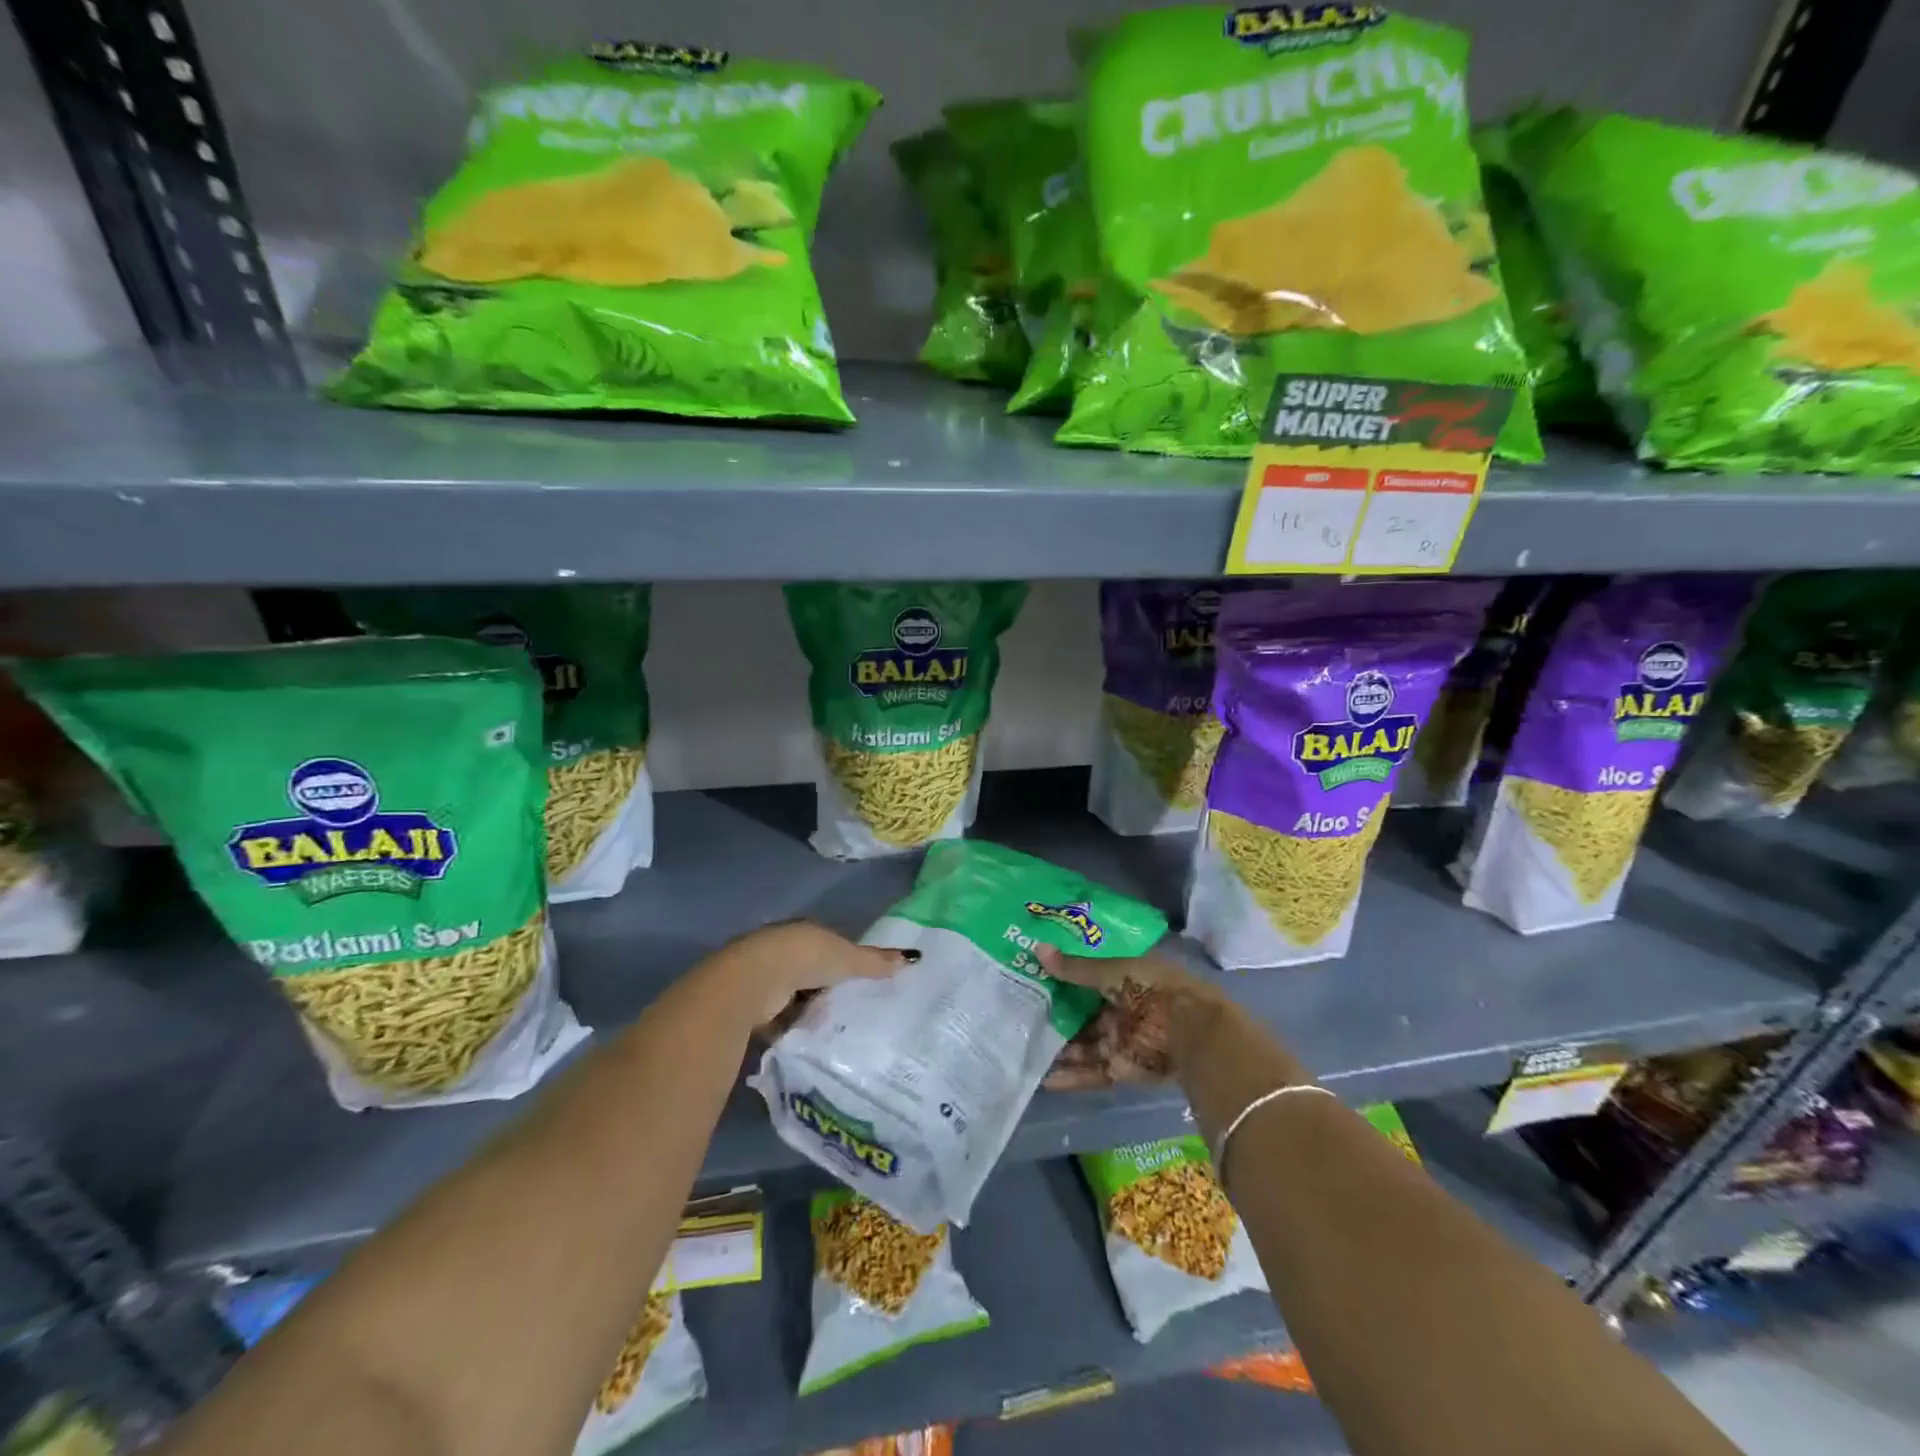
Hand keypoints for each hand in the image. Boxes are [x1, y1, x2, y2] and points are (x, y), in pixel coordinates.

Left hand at [713, 919, 918, 1023]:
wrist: (753, 981)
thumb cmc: (805, 959)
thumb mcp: (848, 958)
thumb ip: (877, 962)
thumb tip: (914, 958)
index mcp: (805, 933)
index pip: (829, 945)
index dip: (844, 960)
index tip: (861, 980)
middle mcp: (783, 950)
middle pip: (811, 971)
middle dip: (826, 987)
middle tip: (853, 1009)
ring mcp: (766, 977)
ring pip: (795, 995)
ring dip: (808, 1009)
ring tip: (834, 1030)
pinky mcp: (754, 1005)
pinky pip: (780, 1018)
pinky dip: (792, 1028)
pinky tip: (809, 1041)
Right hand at [1037, 943, 1232, 1084]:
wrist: (1191, 1032)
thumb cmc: (1153, 989)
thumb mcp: (1112, 971)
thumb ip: (1075, 968)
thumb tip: (1038, 949)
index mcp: (1124, 978)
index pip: (1087, 976)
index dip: (1061, 975)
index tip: (1029, 974)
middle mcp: (1120, 1008)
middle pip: (1081, 1012)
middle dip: (1053, 1013)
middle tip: (1016, 1013)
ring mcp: (1120, 1039)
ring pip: (1082, 1044)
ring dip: (1057, 1047)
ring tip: (1021, 1047)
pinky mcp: (1121, 1068)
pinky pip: (1091, 1071)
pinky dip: (1070, 1076)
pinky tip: (1043, 1079)